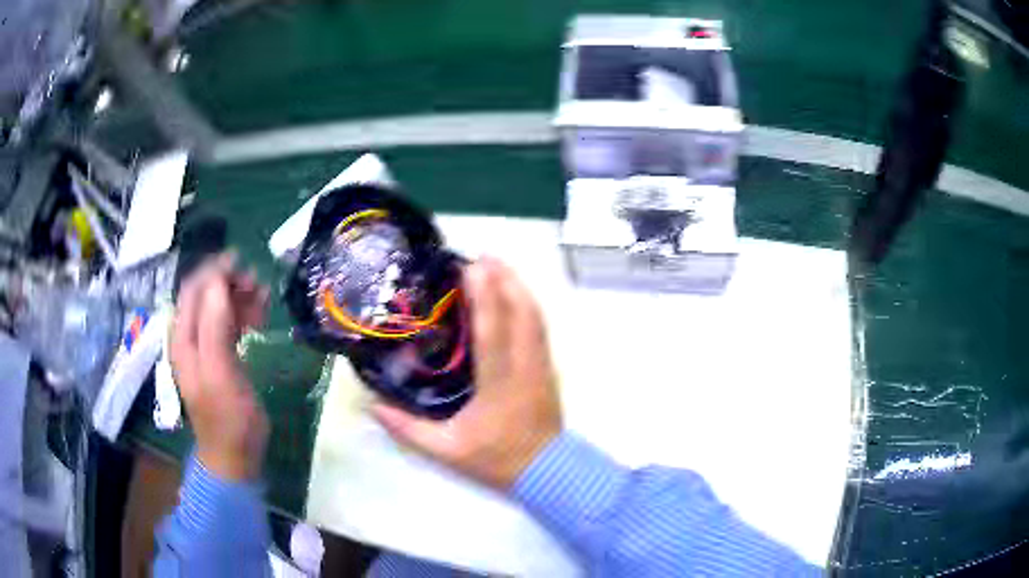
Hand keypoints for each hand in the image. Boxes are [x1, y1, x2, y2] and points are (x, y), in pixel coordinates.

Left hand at [170, 253, 270, 481]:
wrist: (234, 456)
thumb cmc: (229, 419)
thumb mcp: (221, 373)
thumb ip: (214, 326)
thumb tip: (219, 282)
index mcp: (183, 339)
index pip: (193, 289)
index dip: (214, 270)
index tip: (243, 262)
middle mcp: (189, 337)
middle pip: (204, 294)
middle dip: (229, 282)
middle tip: (259, 284)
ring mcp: (203, 347)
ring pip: (217, 306)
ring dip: (238, 296)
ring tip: (263, 298)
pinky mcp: (218, 357)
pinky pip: (226, 323)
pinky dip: (241, 313)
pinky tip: (258, 316)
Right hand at [373, 257, 562, 489]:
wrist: (548, 472)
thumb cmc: (498, 460)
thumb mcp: (447, 451)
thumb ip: (408, 430)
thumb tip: (372, 405)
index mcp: (498, 383)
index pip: (492, 330)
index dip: (484, 295)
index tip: (472, 266)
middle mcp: (524, 367)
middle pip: (520, 313)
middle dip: (504, 279)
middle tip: (484, 255)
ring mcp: (541, 366)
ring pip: (535, 317)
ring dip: (519, 287)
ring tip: (501, 266)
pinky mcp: (548, 370)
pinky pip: (540, 329)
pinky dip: (529, 306)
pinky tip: (518, 295)